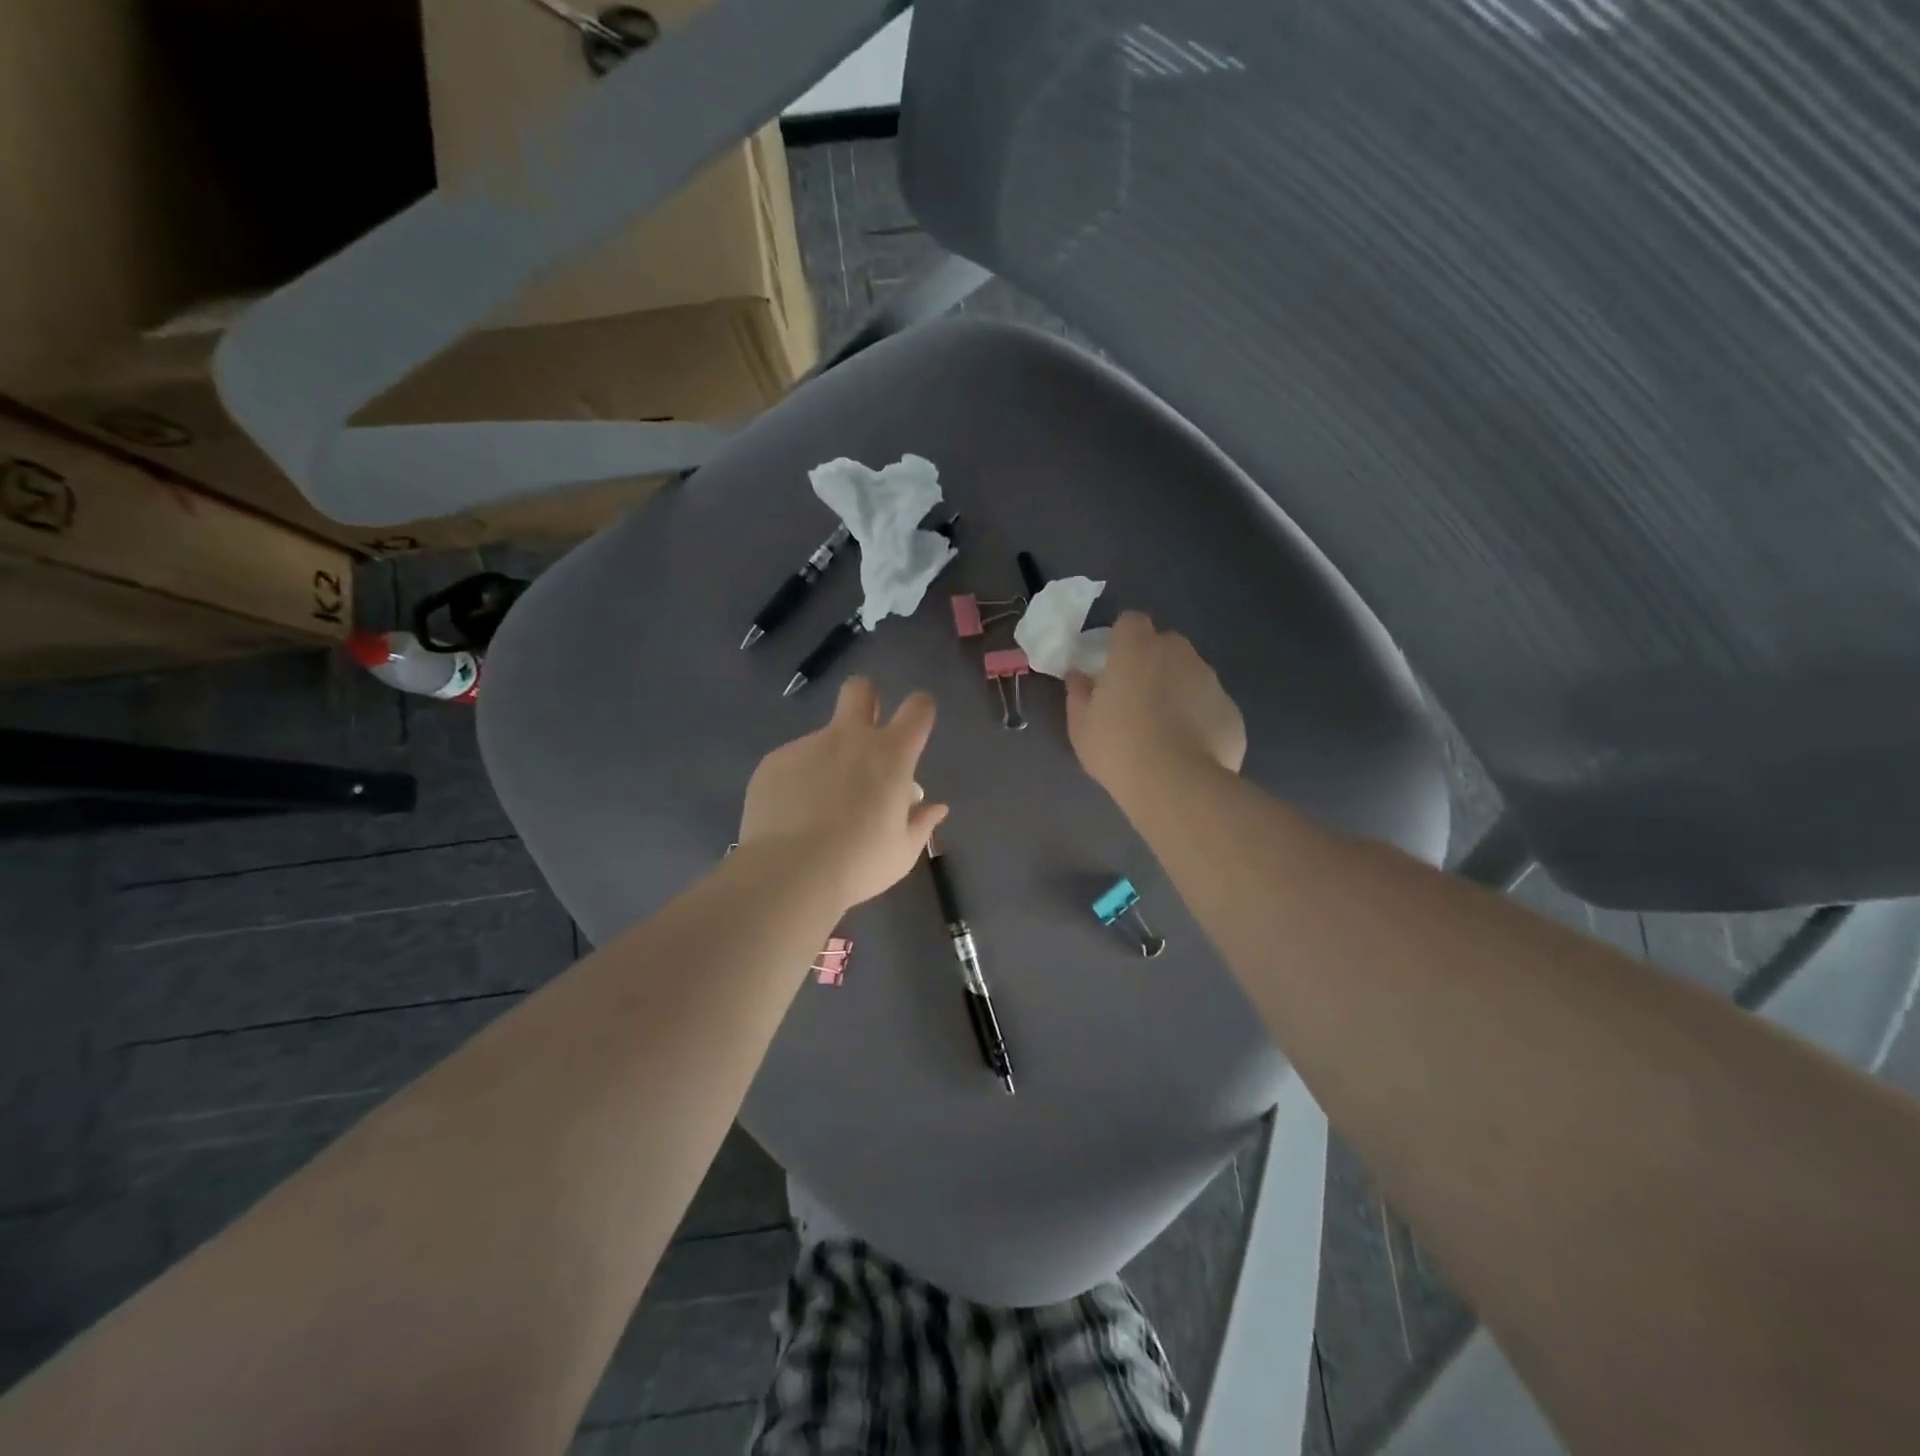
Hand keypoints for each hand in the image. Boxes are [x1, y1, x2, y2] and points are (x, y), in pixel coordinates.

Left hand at [740, 677, 948, 908]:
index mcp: (891, 755)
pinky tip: (791, 816)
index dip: (920, 710)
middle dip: (866, 699)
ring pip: (823, 737)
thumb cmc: (859, 864)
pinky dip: (797, 781)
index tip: (915, 727)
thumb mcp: (902, 852)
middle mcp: (850, 738)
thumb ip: (920, 823)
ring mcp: (807, 745)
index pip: (918, 708)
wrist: (789, 873)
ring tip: (818, 809)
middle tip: (863, 734)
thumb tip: (935, 808)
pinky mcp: (773, 761)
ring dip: (828, 760)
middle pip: (860, 689)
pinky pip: (793, 762)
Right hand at [1066, 612, 1245, 804]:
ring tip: (1165, 730)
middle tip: (1137, 699)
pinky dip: (1201, 720)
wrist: (1176, 784)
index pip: (1131, 621)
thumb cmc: (1118, 747)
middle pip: (1166, 645)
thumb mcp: (1081, 724)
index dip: (1122, 639)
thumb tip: (1078, 676)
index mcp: (1137, 649)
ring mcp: (1211, 681)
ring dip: (1179, 690)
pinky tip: (1188, 750)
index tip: (1113, 664)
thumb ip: (1078, 693)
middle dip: (1153, 663)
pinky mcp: (1232, 712)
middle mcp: (1179, 654)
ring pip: (1192, 675)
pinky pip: (1211, 707)